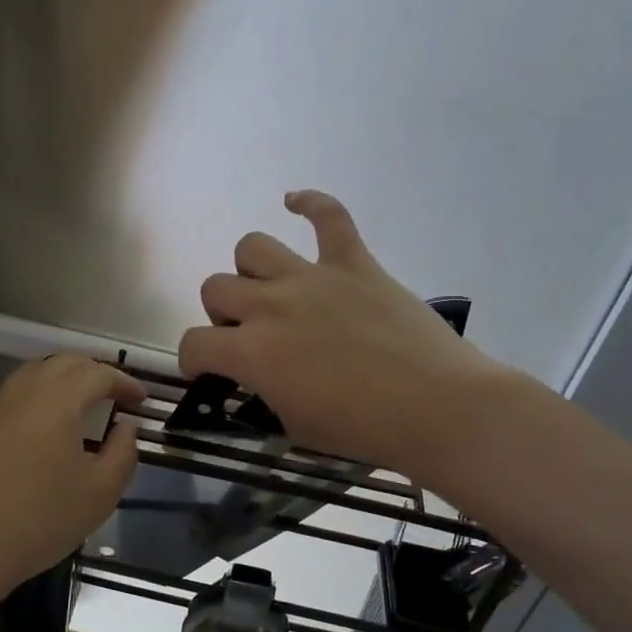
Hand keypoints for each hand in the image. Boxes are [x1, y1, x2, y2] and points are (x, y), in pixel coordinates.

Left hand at [0, 354, 144, 591]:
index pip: (98, 373)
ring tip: (83, 406)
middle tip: (116, 396)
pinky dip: (40, 396)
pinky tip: (46, 427)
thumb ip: (123, 452)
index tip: (141, 400)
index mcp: (58, 399)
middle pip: (66, 363)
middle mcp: (24, 390)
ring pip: (36, 373)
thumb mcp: (101, 492)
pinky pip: (16, 393)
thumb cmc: (42, 518)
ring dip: (65, 381)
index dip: (124, 383)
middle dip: (96, 373)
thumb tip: (126, 427)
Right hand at [178, 191, 510, 484]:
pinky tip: (294, 202)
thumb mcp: (295, 424)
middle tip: (248, 335)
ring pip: (252, 246)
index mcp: (253, 352)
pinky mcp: (354, 263)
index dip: (193, 359)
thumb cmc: (364, 429)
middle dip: (221, 314)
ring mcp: (313, 277)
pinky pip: (328, 215)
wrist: (438, 408)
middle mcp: (271, 305)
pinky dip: (310, 203)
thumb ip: (265, 391)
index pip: (193, 344)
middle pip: (215, 287)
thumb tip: (261, 375)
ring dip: (251, 271)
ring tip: (271, 290)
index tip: (206, 369)